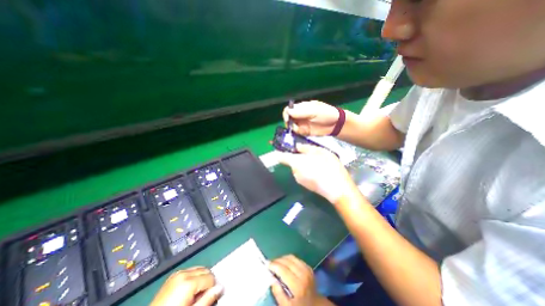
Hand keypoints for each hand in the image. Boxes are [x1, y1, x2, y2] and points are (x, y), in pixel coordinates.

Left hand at [149, 265, 221, 305]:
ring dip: (200, 279)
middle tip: (201, 297)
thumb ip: (207, 299)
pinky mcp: (172, 276)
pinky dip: (192, 278)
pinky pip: (189, 271)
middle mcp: (183, 273)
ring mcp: (177, 274)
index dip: (212, 288)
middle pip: (205, 270)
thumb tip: (220, 288)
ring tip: (194, 295)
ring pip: (198, 269)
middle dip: (207, 282)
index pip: (211, 277)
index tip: (207, 298)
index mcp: (188, 282)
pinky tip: (188, 291)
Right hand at [267, 254, 322, 305]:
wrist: (314, 305)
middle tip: (270, 263)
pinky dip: (289, 259)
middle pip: (287, 262)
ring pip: (292, 258)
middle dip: (277, 260)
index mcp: (298, 286)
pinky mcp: (308, 267)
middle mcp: (303, 275)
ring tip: (276, 262)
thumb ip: (278, 293)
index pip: (283, 270)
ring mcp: (307, 270)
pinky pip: (296, 258)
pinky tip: (285, 263)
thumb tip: (271, 279)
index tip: (267, 265)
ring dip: (282, 258)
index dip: (274, 265)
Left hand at [277, 144, 357, 204]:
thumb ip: (306, 148)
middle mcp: (294, 172)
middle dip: (299, 157)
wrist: (337, 189)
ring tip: (318, 163)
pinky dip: (308, 171)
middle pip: (292, 162)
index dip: (279, 151)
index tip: (282, 147)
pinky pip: (303, 175)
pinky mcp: (306, 186)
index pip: (280, 157)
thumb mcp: (319, 152)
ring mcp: (300, 180)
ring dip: (305, 164)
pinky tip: (320, 171)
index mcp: (295, 162)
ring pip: (299, 168)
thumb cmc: (328, 166)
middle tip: (312, 153)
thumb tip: (297, 147)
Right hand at [284, 101, 339, 135]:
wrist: (336, 124)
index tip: (287, 119)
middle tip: (293, 126)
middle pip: (288, 118)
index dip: (286, 113)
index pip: (289, 109)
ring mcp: (301, 124)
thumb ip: (301, 112)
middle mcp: (299, 116)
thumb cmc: (327, 114)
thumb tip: (288, 112)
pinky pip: (296, 133)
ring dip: (293, 129)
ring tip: (300, 130)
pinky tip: (301, 133)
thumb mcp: (315, 111)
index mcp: (301, 107)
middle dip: (288, 123)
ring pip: (291, 127)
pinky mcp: (304, 132)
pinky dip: (296, 134)